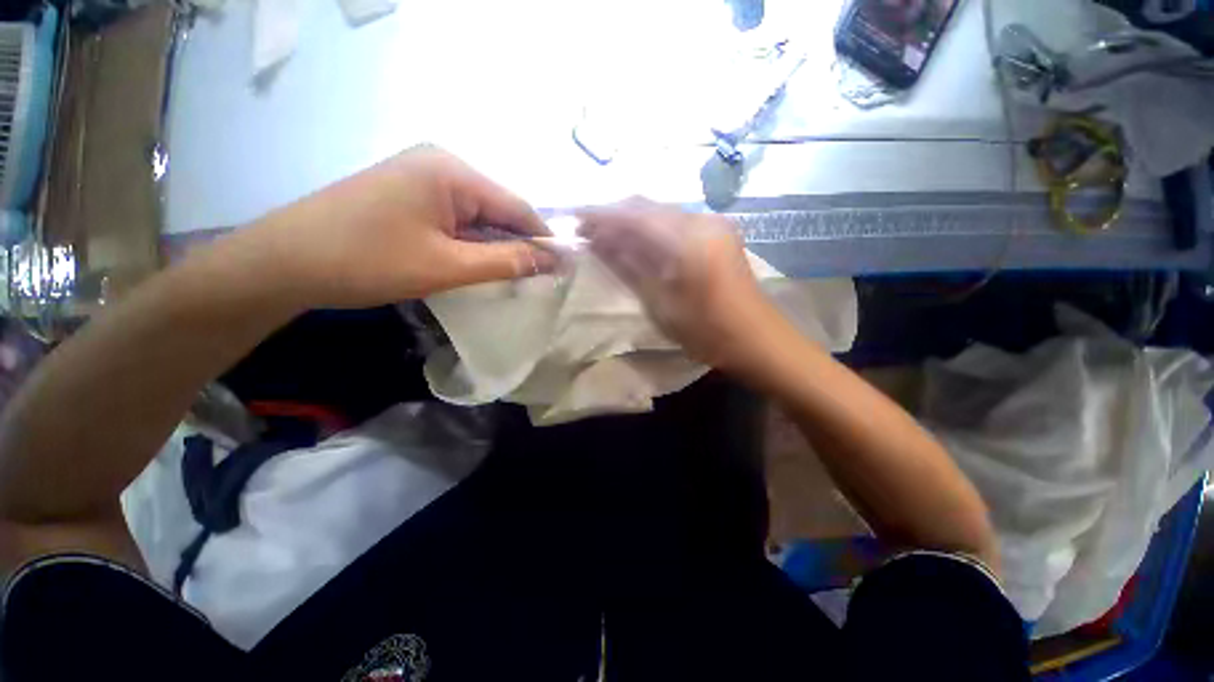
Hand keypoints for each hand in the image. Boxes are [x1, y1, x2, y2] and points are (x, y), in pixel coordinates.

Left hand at [245, 146, 558, 308]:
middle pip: (498, 208)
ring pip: (478, 215)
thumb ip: (506, 261)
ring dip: (495, 244)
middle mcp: (441, 164)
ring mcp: (421, 177)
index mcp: (452, 172)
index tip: (561, 267)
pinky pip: (456, 217)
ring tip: (512, 274)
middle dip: (518, 243)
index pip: (516, 206)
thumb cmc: (368, 261)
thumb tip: (551, 259)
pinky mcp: (409, 193)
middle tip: (537, 277)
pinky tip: (477, 262)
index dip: (542, 238)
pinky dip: (471, 241)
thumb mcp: (447, 266)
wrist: (285, 262)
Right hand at [578, 199, 777, 368]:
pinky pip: (676, 223)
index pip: (634, 215)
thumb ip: (630, 266)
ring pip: (661, 213)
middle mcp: (702, 220)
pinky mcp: (718, 234)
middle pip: (647, 207)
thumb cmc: (707, 331)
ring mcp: (714, 224)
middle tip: (587, 231)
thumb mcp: (661, 304)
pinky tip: (638, 242)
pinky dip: (652, 230)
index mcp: (688, 239)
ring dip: (632, 222)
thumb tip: (599, 241)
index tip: (574, 219)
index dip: (601, 215)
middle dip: (615, 216)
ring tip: (606, 237)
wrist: (758, 340)